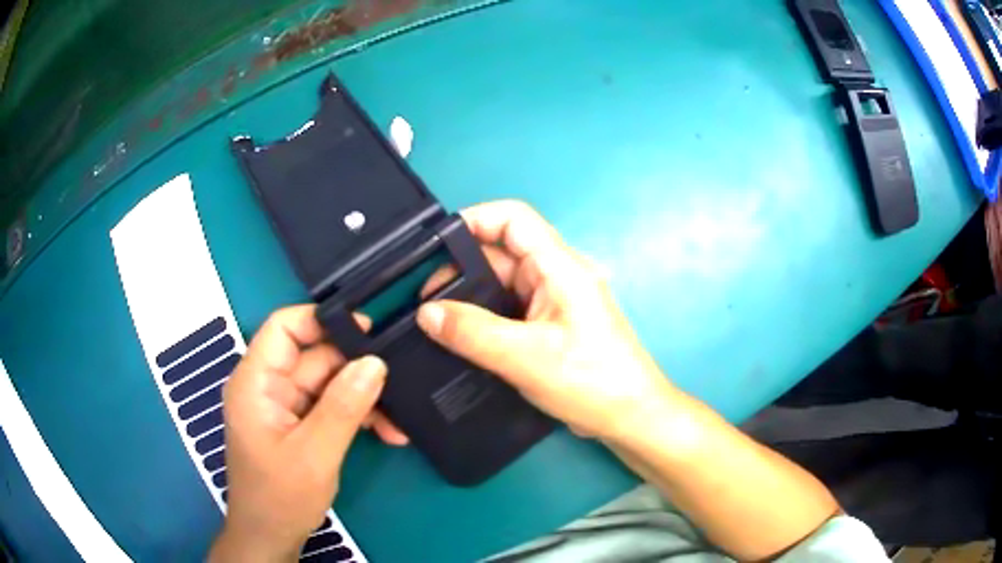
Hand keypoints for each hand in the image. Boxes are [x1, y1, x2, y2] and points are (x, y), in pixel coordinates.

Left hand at [209, 306, 404, 561]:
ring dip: (363, 398)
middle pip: (314, 356)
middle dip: (356, 371)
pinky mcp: (299, 424)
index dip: (322, 321)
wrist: (271, 536)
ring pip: (329, 383)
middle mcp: (269, 386)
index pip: (284, 327)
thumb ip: (343, 407)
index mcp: (256, 382)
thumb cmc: (280, 497)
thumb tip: (375, 363)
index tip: (367, 331)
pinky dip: (357, 415)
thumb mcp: (314, 454)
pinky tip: (385, 431)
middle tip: (398, 385)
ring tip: (397, 422)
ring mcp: (285, 406)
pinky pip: (331, 405)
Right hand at [416, 201, 676, 442]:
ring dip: (470, 296)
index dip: (473, 219)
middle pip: (502, 252)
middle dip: (460, 267)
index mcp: (561, 266)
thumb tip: (426, 313)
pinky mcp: (550, 324)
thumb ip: (472, 333)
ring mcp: (554, 300)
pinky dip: (483, 317)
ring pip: (502, 283)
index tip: (433, 244)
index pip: (514, 218)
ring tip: (431, 317)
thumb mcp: (526, 357)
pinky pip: (509, 309)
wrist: (629, 418)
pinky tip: (457, 335)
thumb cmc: (591, 381)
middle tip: (423, 299)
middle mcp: (557, 274)